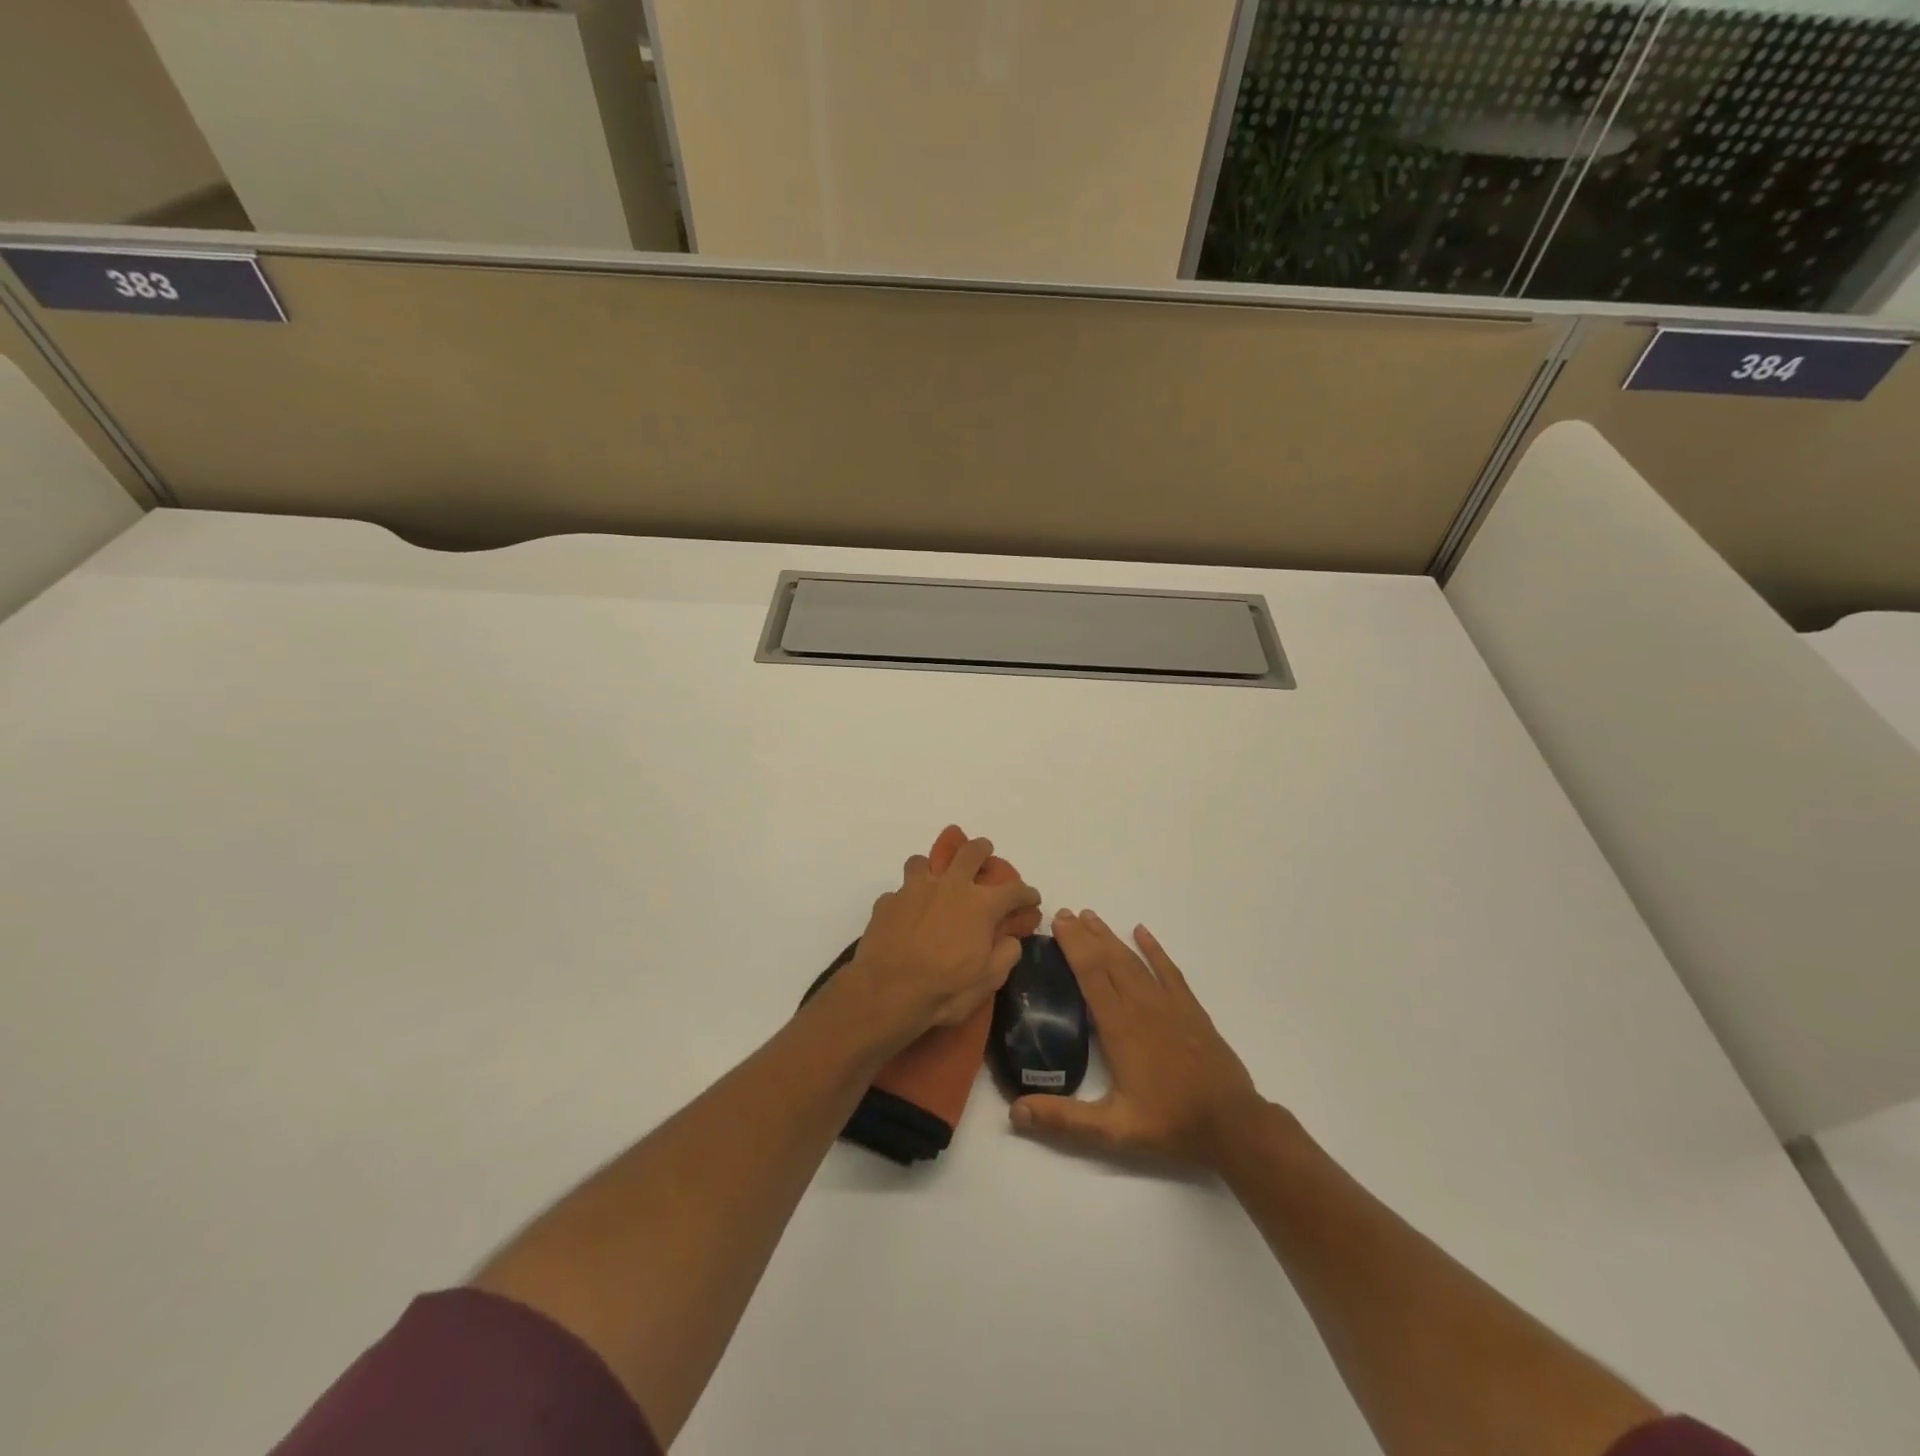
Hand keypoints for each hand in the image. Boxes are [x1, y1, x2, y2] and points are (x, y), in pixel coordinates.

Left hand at [840, 829, 1040, 1045]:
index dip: (1027, 894)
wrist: (886, 992)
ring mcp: (914, 890)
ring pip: (925, 861)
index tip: (1031, 899)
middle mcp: (950, 886)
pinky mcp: (887, 902)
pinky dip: (907, 899)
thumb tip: (1010, 939)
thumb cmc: (944, 989)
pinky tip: (906, 915)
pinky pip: (900, 891)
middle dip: (982, 850)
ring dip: (934, 868)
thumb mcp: (988, 980)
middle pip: (970, 852)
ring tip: (935, 881)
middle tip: (984, 853)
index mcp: (980, 905)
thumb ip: (1005, 954)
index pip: (1014, 890)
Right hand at [1011, 909, 1264, 1169]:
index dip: (1073, 946)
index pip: (1090, 974)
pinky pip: (1169, 970)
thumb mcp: (1112, 1129)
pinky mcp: (1190, 1009)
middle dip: (1085, 935)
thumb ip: (1063, 1119)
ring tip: (1091, 917)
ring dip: (1111, 937)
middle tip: (1065, 913)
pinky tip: (1142, 931)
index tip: (1057, 922)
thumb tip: (1015, 1111)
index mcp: (1119, 1027)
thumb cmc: (1169, 1123)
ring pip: (1134, 960)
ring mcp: (1169, 1004)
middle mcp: (1141, 1006)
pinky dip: (1154, 949)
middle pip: (1108, 960)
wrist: (1232, 1124)